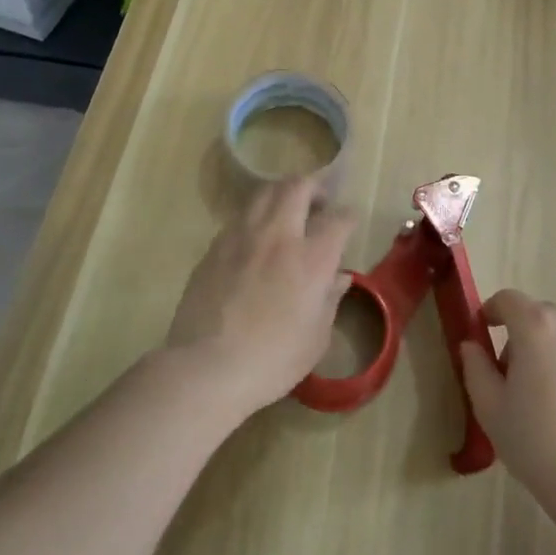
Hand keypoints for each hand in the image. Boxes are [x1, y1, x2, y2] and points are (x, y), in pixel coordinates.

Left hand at [166, 176, 355, 419]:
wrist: (207, 368)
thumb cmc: (273, 359)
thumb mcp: (316, 337)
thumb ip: (330, 299)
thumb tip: (339, 278)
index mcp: (313, 258)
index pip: (339, 218)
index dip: (348, 217)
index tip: (348, 225)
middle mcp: (280, 236)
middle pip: (298, 187)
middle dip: (314, 187)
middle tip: (319, 203)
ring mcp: (243, 237)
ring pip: (265, 192)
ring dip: (282, 194)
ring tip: (287, 212)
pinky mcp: (215, 247)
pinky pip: (241, 217)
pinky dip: (256, 217)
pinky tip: (257, 239)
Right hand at [458, 290, 555, 516]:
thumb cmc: (536, 442)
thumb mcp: (490, 407)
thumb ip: (475, 367)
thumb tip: (472, 345)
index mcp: (536, 326)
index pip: (507, 299)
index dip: (491, 311)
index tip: (484, 332)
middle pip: (539, 314)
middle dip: (521, 335)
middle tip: (512, 376)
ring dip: (551, 349)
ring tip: (547, 394)